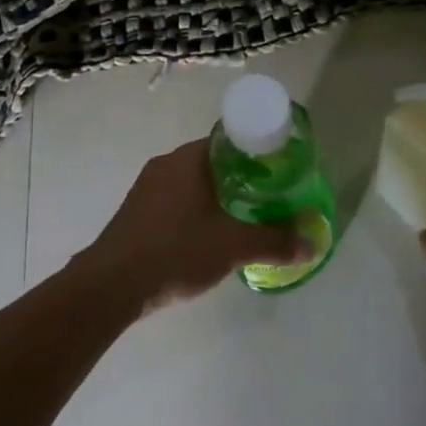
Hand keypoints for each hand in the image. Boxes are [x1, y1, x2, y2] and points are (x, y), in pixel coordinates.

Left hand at [78, 139, 309, 315]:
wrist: (111, 285)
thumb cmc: (176, 251)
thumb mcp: (233, 246)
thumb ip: (275, 241)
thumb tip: (313, 240)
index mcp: (189, 158)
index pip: (230, 140)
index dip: (257, 152)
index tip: (278, 170)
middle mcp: (166, 163)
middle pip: (213, 161)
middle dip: (241, 178)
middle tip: (267, 199)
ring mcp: (147, 187)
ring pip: (193, 183)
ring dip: (217, 197)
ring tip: (242, 220)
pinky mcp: (136, 212)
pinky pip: (175, 201)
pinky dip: (195, 212)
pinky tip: (206, 238)